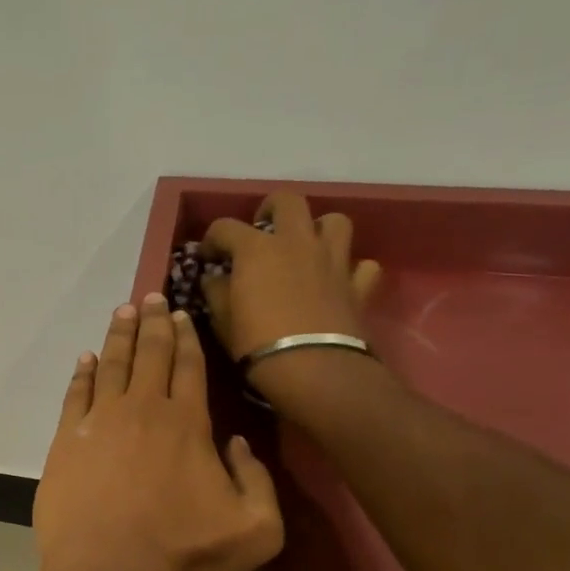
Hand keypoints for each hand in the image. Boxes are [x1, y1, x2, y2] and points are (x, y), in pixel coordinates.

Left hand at [33, 294, 284, 570]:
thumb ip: (258, 479)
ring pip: (111, 365)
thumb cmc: (187, 557)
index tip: (180, 313)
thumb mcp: (258, 528)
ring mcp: (99, 423)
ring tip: (122, 312)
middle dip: (152, 322)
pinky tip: (86, 358)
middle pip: (149, 354)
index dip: (185, 336)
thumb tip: (236, 443)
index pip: (188, 366)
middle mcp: (143, 410)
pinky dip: (82, 373)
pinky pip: (75, 394)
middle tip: (151, 297)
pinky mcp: (66, 441)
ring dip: (118, 336)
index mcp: (188, 423)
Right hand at [200, 193, 383, 412]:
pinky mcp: (358, 285)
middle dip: (271, 208)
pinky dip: (351, 269)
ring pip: (335, 222)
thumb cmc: (257, 342)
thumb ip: (216, 291)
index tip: (207, 257)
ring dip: (319, 229)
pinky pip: (362, 265)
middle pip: (288, 201)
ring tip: (306, 247)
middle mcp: (296, 242)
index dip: (212, 239)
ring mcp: (332, 260)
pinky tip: (338, 280)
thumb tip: (214, 278)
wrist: (313, 369)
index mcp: (256, 249)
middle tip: (262, 228)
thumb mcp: (222, 319)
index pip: (225, 227)